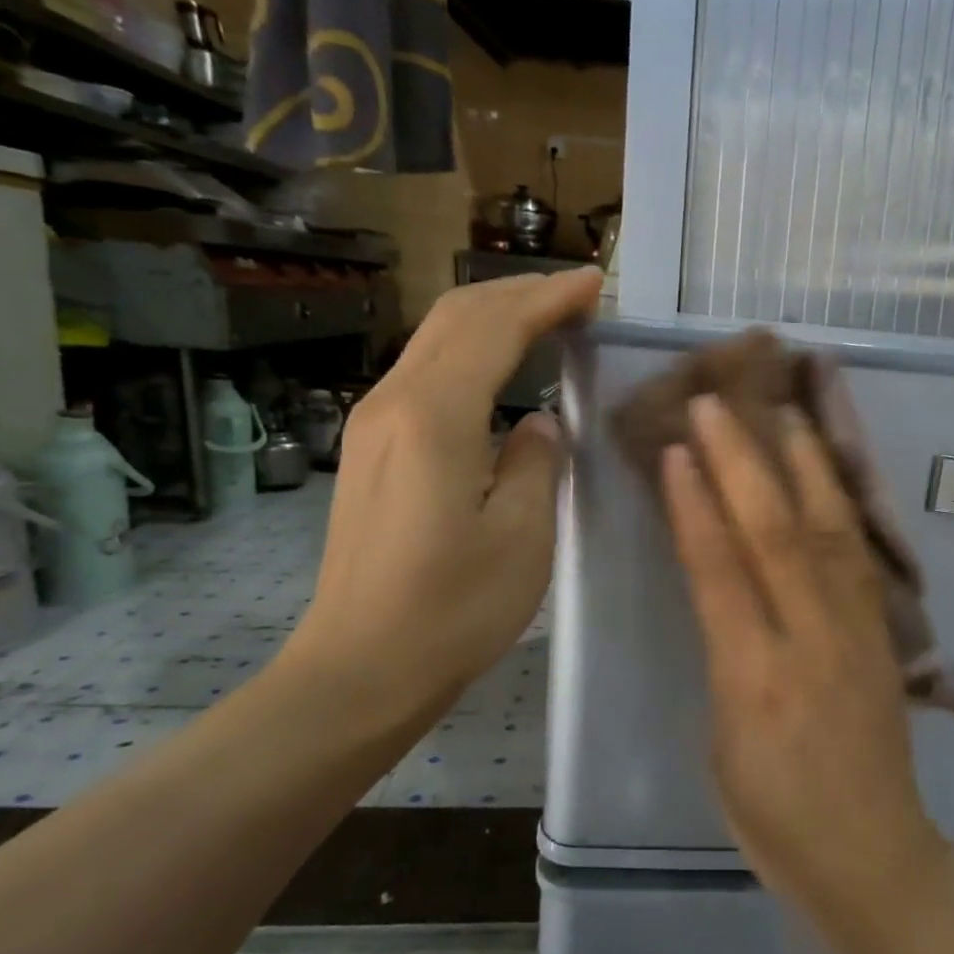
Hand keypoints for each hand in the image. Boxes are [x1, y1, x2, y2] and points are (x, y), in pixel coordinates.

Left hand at [279, 267, 601, 743]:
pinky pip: (425, 375)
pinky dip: (470, 354)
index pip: (495, 327)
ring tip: (547, 322)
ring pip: (435, 341)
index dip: (547, 298)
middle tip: (577, 295)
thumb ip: (537, 461)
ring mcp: (372, 425)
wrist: (360, 670)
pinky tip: (501, 373)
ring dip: (493, 319)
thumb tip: (536, 422)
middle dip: (519, 294)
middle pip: (456, 317)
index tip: (594, 284)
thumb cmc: (452, 610)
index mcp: (435, 416)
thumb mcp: (523, 536)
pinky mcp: (370, 451)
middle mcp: (393, 403)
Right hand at [661, 394, 949, 925]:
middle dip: (743, 462)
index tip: (677, 451)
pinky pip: (860, 556)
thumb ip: (723, 654)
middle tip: (717, 405)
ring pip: (829, 531)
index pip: (721, 571)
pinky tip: (827, 472)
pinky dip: (841, 504)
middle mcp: (809, 641)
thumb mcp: (721, 741)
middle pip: (775, 535)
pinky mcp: (884, 634)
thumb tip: (722, 589)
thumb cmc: (772, 815)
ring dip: (804, 464)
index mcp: (753, 679)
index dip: (696, 505)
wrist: (870, 853)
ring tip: (783, 412)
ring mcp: (856, 632)